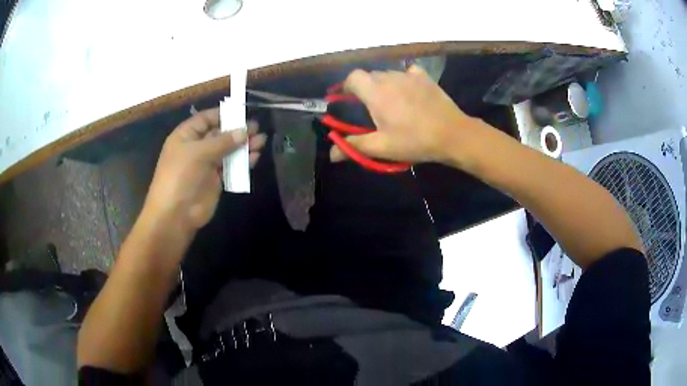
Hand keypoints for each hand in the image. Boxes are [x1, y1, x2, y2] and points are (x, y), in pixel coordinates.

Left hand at [143, 108, 265, 232]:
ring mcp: (206, 164)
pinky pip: (231, 167)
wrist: (176, 214)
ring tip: (262, 141)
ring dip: (243, 146)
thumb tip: (244, 131)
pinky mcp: (215, 180)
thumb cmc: (181, 176)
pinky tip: (255, 157)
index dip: (223, 114)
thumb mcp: (199, 153)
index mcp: (186, 136)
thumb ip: (223, 141)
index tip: (243, 112)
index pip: (206, 119)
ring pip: (227, 150)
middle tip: (257, 128)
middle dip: (237, 130)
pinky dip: (242, 162)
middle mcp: (196, 148)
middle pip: (219, 134)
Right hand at [331, 65, 476, 164]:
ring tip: (390, 102)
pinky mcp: (424, 77)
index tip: (346, 99)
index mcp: (376, 92)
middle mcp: (390, 78)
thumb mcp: (382, 147)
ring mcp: (409, 75)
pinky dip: (403, 79)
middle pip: (369, 75)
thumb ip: (354, 147)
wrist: (453, 134)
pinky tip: (408, 91)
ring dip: (383, 84)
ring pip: (388, 74)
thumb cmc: (415, 141)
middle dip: (364, 87)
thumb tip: (331, 154)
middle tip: (369, 107)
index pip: (353, 77)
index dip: (346, 86)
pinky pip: (407, 72)